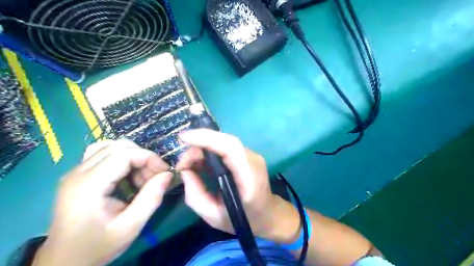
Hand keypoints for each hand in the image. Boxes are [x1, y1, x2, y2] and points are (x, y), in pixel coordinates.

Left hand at [34, 141, 173, 264]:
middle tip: (154, 177)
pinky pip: (104, 155)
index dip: (149, 157)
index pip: (124, 153)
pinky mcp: (78, 175)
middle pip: (118, 146)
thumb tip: (168, 174)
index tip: (164, 172)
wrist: (64, 261)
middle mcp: (78, 172)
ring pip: (111, 147)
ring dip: (133, 157)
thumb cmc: (97, 246)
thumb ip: (151, 198)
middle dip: (143, 157)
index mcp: (88, 185)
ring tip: (141, 177)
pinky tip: (127, 176)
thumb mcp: (130, 227)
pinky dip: (122, 160)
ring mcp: (75, 172)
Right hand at [178, 129, 298, 242]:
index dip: (207, 138)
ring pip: (224, 142)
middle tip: (182, 163)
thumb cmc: (243, 219)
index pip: (230, 147)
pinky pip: (226, 147)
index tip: (184, 138)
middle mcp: (253, 160)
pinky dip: (210, 150)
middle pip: (225, 141)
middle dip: (199, 144)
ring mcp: (252, 156)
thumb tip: (185, 171)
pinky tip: (200, 161)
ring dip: (203, 147)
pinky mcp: (247, 155)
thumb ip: (195, 195)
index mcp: (249, 177)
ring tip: (188, 163)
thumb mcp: (214, 217)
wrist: (267, 214)